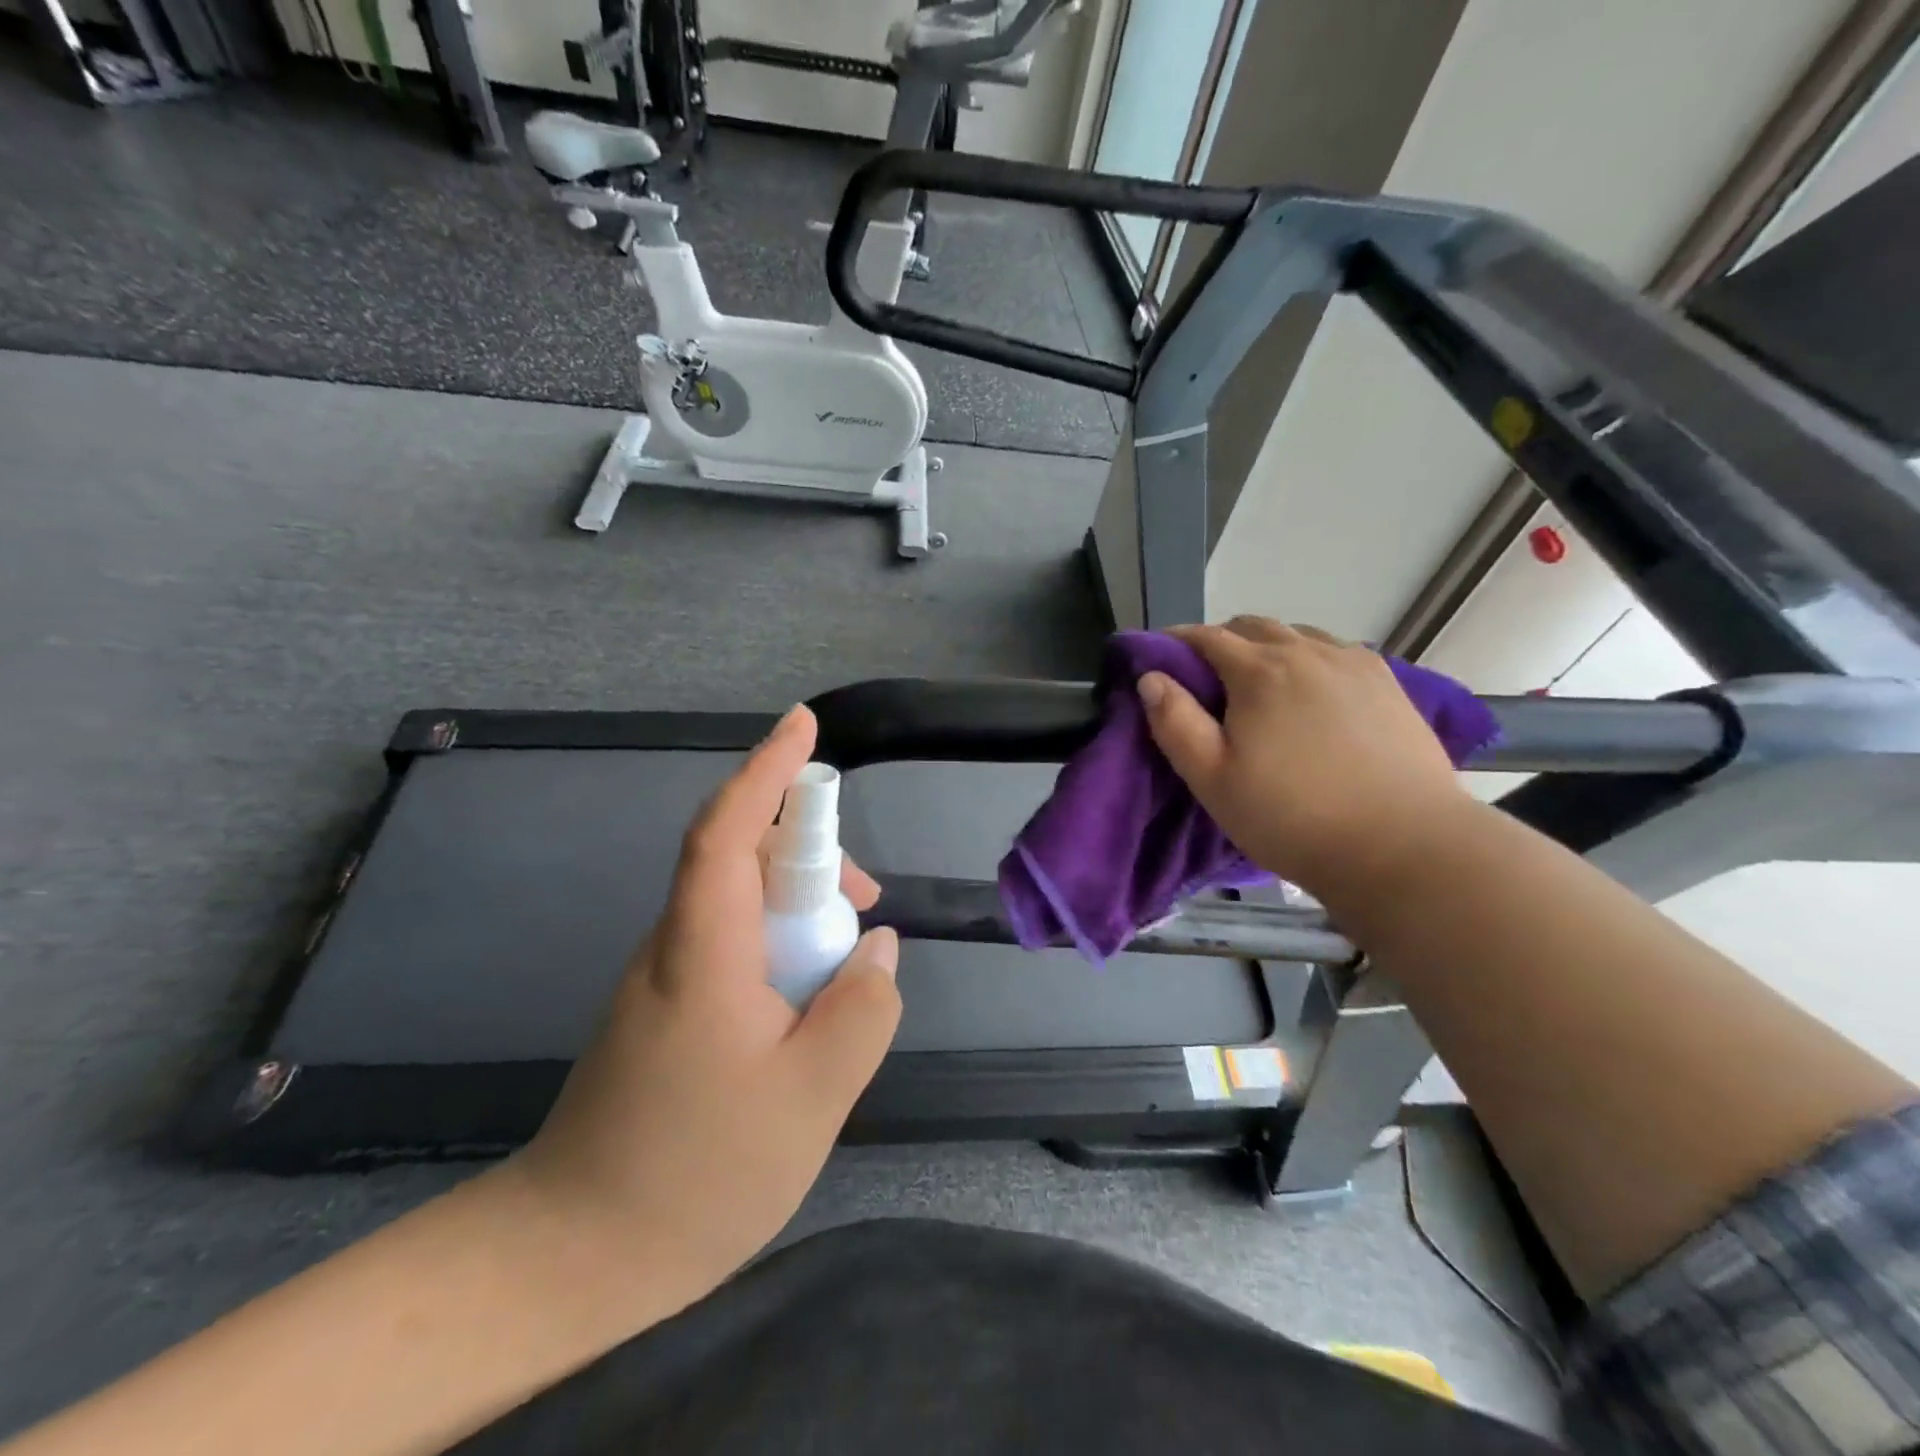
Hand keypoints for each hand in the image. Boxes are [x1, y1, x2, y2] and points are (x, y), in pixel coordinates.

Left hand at [509, 705, 901, 1299]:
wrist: (574, 1256)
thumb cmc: (696, 1174)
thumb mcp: (811, 1099)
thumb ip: (861, 1011)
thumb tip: (878, 948)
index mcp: (703, 950)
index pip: (727, 831)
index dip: (767, 771)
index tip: (804, 724)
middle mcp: (676, 945)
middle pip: (741, 859)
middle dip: (809, 854)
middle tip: (866, 900)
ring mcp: (666, 977)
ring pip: (741, 904)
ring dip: (800, 908)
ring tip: (848, 967)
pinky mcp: (668, 1008)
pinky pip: (734, 945)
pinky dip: (782, 946)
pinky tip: (808, 1006)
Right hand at [1137, 618, 1466, 893]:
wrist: (1403, 846)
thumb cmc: (1292, 817)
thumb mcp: (1212, 779)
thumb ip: (1175, 722)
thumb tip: (1151, 678)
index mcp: (1259, 671)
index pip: (1205, 636)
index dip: (1175, 642)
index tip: (1157, 659)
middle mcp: (1308, 652)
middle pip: (1252, 627)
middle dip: (1221, 642)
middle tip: (1206, 682)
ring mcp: (1354, 664)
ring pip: (1298, 636)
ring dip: (1268, 649)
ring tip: (1260, 689)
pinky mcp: (1389, 683)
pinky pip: (1336, 653)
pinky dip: (1310, 660)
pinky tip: (1313, 695)